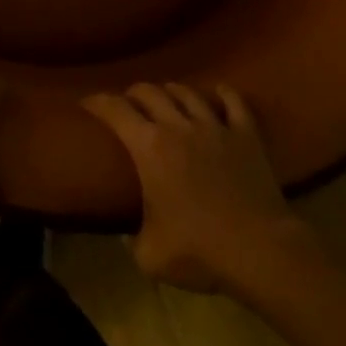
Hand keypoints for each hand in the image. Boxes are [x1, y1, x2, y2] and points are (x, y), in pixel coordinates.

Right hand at [83, 83, 301, 293]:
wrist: (259, 250)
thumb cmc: (198, 250)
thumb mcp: (149, 254)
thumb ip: (132, 238)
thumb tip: (129, 234)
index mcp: (149, 148)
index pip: (114, 110)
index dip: (97, 102)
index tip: (86, 102)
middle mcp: (178, 126)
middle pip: (149, 92)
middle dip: (133, 93)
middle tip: (127, 103)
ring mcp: (215, 126)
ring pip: (187, 92)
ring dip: (171, 91)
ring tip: (166, 97)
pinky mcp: (246, 135)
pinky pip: (234, 102)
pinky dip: (224, 94)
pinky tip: (219, 91)